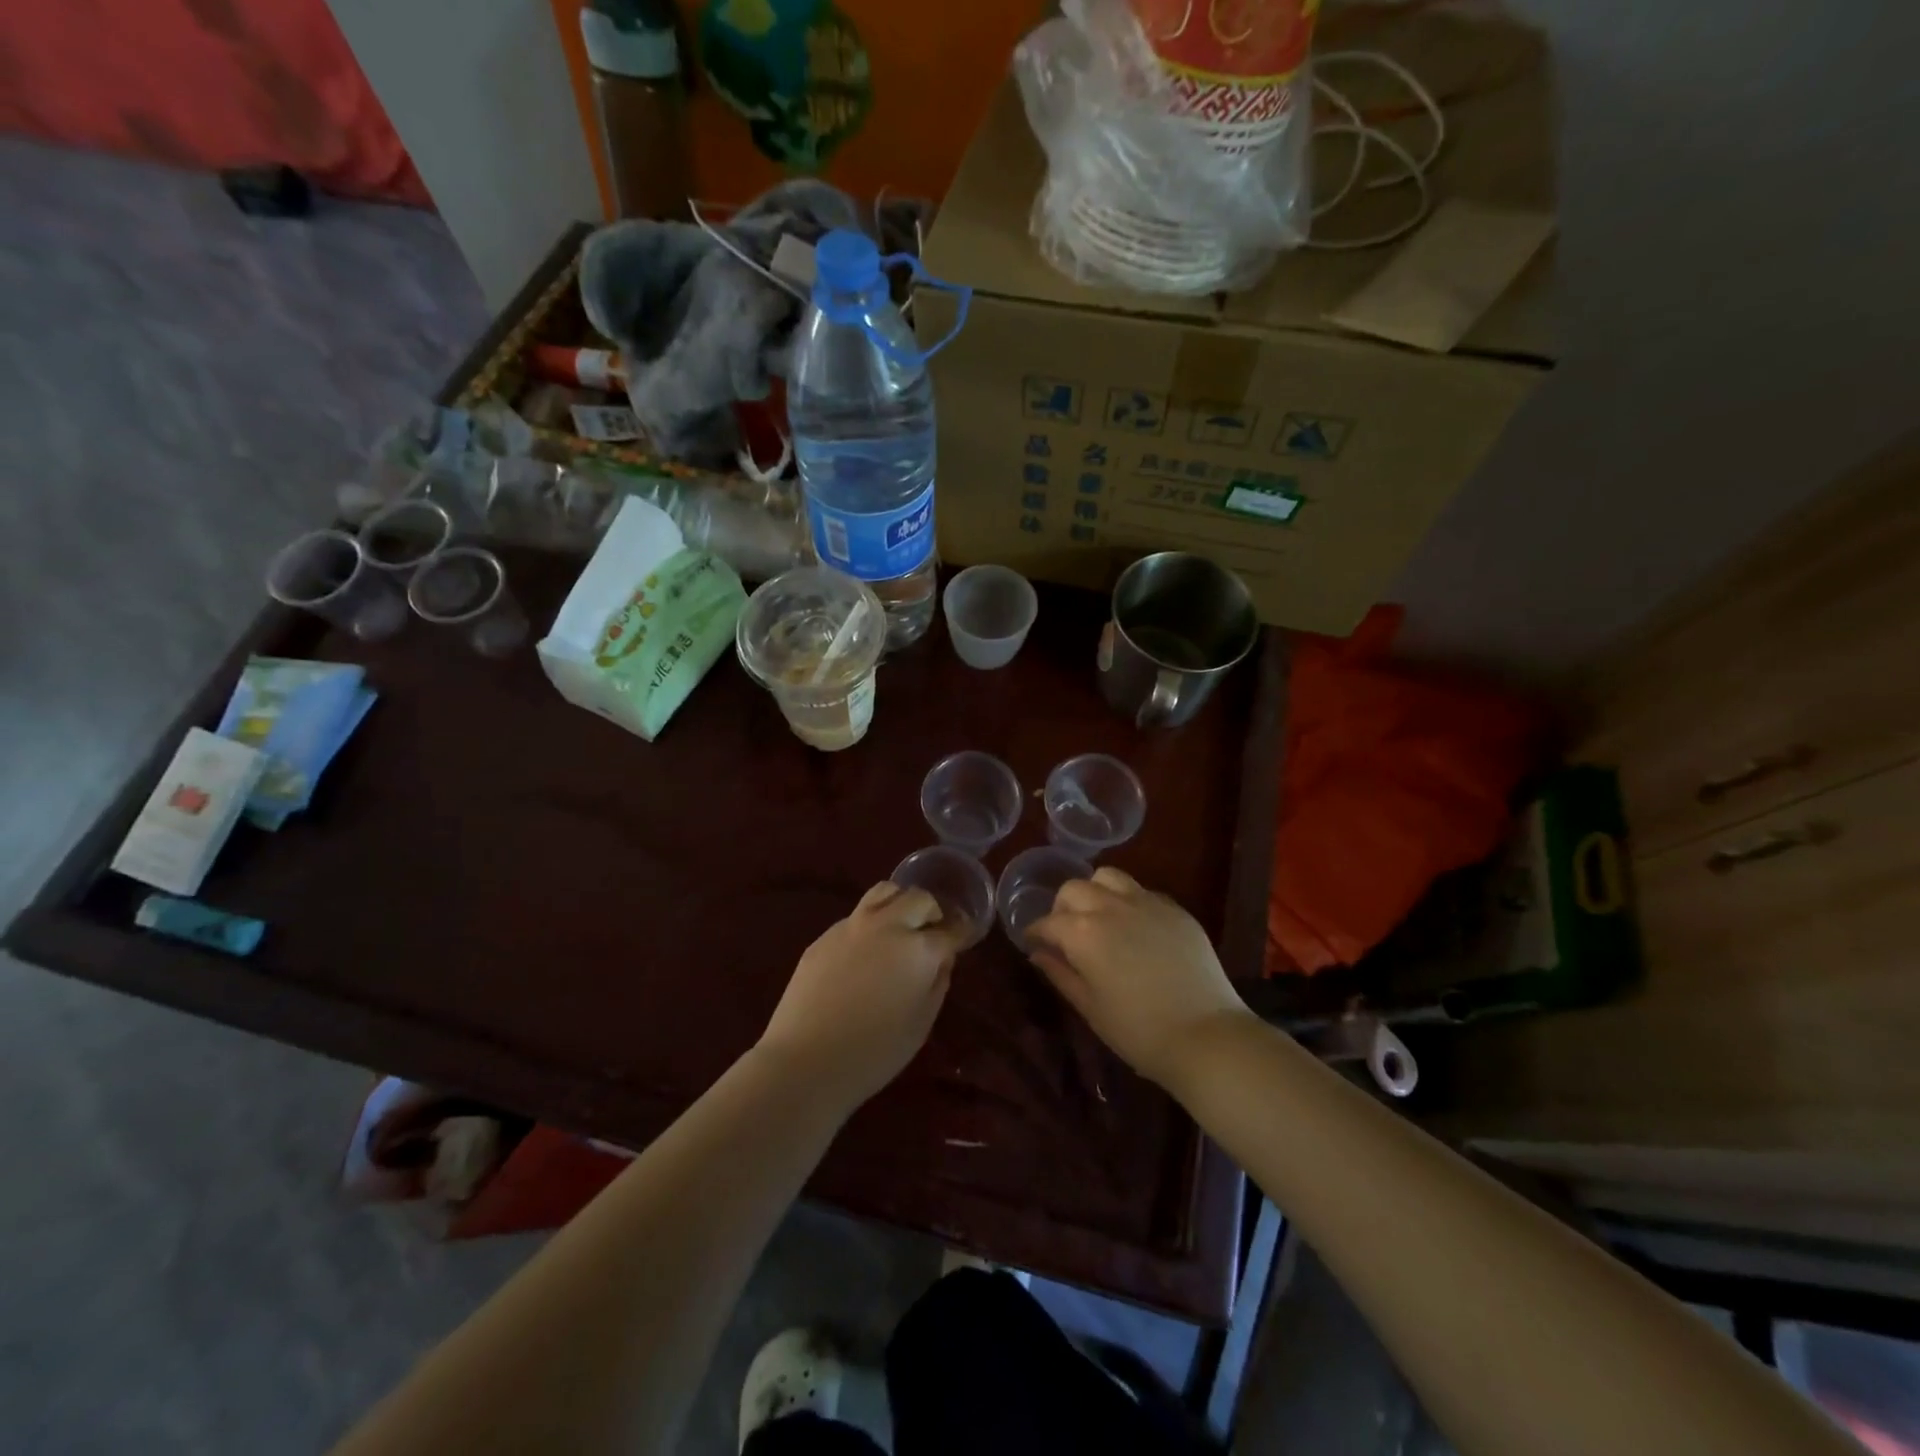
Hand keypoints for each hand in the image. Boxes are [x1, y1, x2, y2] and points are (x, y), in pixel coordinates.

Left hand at [756, 882, 962, 1110]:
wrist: (805, 1060)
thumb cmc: (874, 1053)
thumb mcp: (921, 1024)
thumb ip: (937, 983)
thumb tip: (940, 960)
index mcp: (918, 948)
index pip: (950, 930)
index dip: (962, 933)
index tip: (965, 936)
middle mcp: (888, 925)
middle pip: (919, 899)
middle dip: (932, 912)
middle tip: (933, 931)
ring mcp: (852, 926)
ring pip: (884, 892)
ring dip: (900, 903)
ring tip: (900, 926)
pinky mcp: (825, 935)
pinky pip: (856, 916)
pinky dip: (870, 923)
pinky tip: (864, 952)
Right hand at [1024, 867, 1251, 1087]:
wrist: (1206, 1035)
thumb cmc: (1138, 1031)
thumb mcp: (1090, 1007)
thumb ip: (1060, 973)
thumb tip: (1039, 954)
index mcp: (1083, 932)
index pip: (1048, 922)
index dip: (1035, 932)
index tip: (1033, 943)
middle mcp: (1111, 906)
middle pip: (1074, 888)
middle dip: (1063, 907)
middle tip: (1066, 933)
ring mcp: (1147, 903)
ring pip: (1109, 877)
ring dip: (1095, 892)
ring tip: (1100, 918)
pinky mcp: (1175, 909)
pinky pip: (1142, 892)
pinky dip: (1129, 902)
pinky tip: (1135, 928)